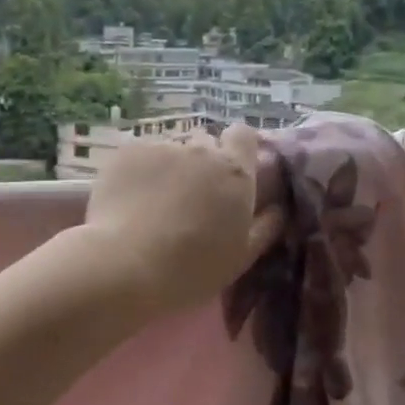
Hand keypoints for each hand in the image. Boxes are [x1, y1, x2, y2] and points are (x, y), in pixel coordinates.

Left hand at [85, 125, 283, 316]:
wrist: (126, 266)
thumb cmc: (192, 270)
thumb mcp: (241, 257)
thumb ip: (266, 226)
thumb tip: (278, 208)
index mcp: (236, 172)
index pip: (244, 134)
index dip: (237, 149)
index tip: (229, 173)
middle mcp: (202, 150)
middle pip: (205, 143)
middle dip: (201, 164)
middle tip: (189, 198)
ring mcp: (162, 147)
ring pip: (170, 150)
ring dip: (168, 168)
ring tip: (153, 203)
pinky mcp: (127, 152)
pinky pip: (140, 155)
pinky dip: (138, 172)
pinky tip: (128, 200)